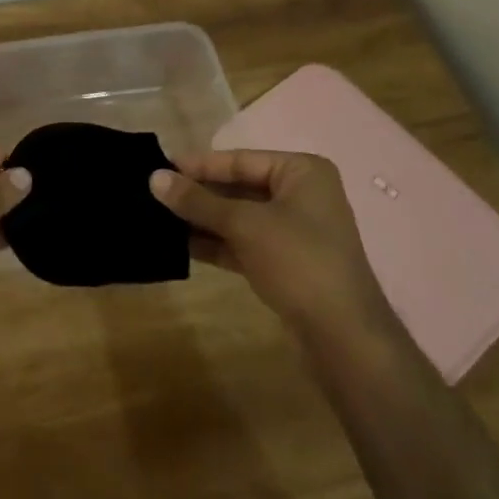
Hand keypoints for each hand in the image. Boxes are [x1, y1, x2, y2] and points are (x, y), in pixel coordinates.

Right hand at [150, 150, 385, 331]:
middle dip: (198, 194)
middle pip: (238, 187)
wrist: (344, 338)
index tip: (159, 166)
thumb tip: (154, 177)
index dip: (198, 165)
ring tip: (159, 218)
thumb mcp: (244, 225)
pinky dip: (216, 243)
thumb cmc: (298, 261)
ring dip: (203, 219)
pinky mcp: (286, 264)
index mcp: (301, 171)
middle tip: (154, 193)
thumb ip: (198, 201)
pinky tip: (181, 244)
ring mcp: (295, 232)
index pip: (239, 160)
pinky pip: (244, 243)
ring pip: (239, 217)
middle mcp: (301, 195)